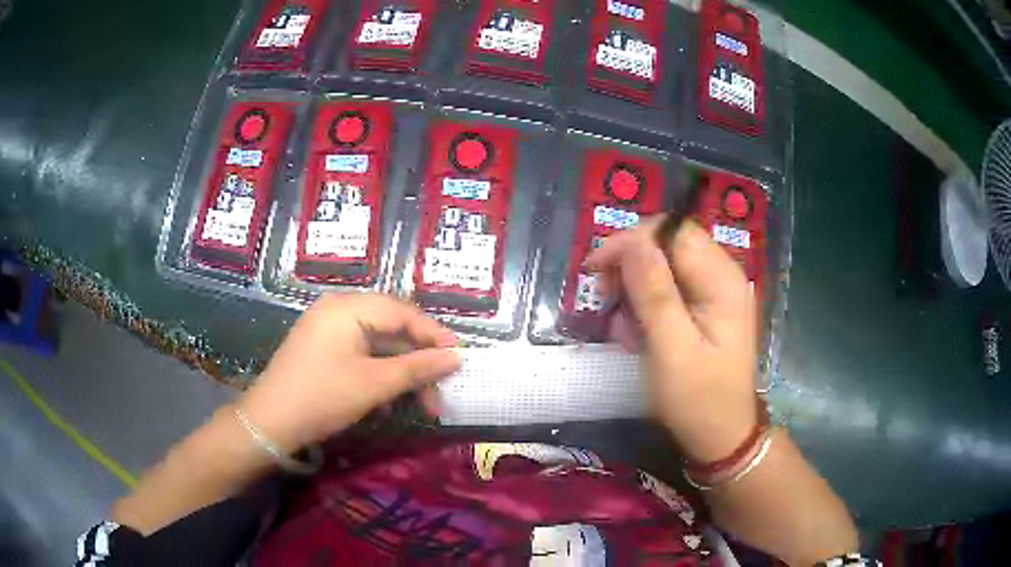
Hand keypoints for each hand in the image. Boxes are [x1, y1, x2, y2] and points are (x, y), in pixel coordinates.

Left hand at [238, 293, 460, 452]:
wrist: (269, 423)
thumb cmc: (322, 398)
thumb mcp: (373, 384)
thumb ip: (417, 367)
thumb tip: (457, 357)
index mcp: (347, 307)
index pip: (402, 312)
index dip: (434, 335)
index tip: (460, 358)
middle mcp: (338, 309)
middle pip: (391, 326)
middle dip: (419, 358)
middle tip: (441, 387)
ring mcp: (328, 329)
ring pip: (378, 343)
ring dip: (402, 370)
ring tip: (422, 401)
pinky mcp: (323, 348)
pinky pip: (362, 353)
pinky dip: (381, 372)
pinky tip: (392, 398)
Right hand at [584, 219, 757, 462]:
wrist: (722, 438)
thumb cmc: (698, 399)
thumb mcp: (672, 350)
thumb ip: (654, 293)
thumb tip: (631, 242)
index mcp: (721, 280)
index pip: (672, 231)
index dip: (632, 241)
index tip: (596, 270)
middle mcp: (721, 277)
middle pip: (667, 245)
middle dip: (630, 267)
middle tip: (605, 301)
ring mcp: (714, 294)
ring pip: (663, 267)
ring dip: (634, 291)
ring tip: (623, 330)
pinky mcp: (705, 310)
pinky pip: (668, 291)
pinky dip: (645, 307)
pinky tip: (636, 336)